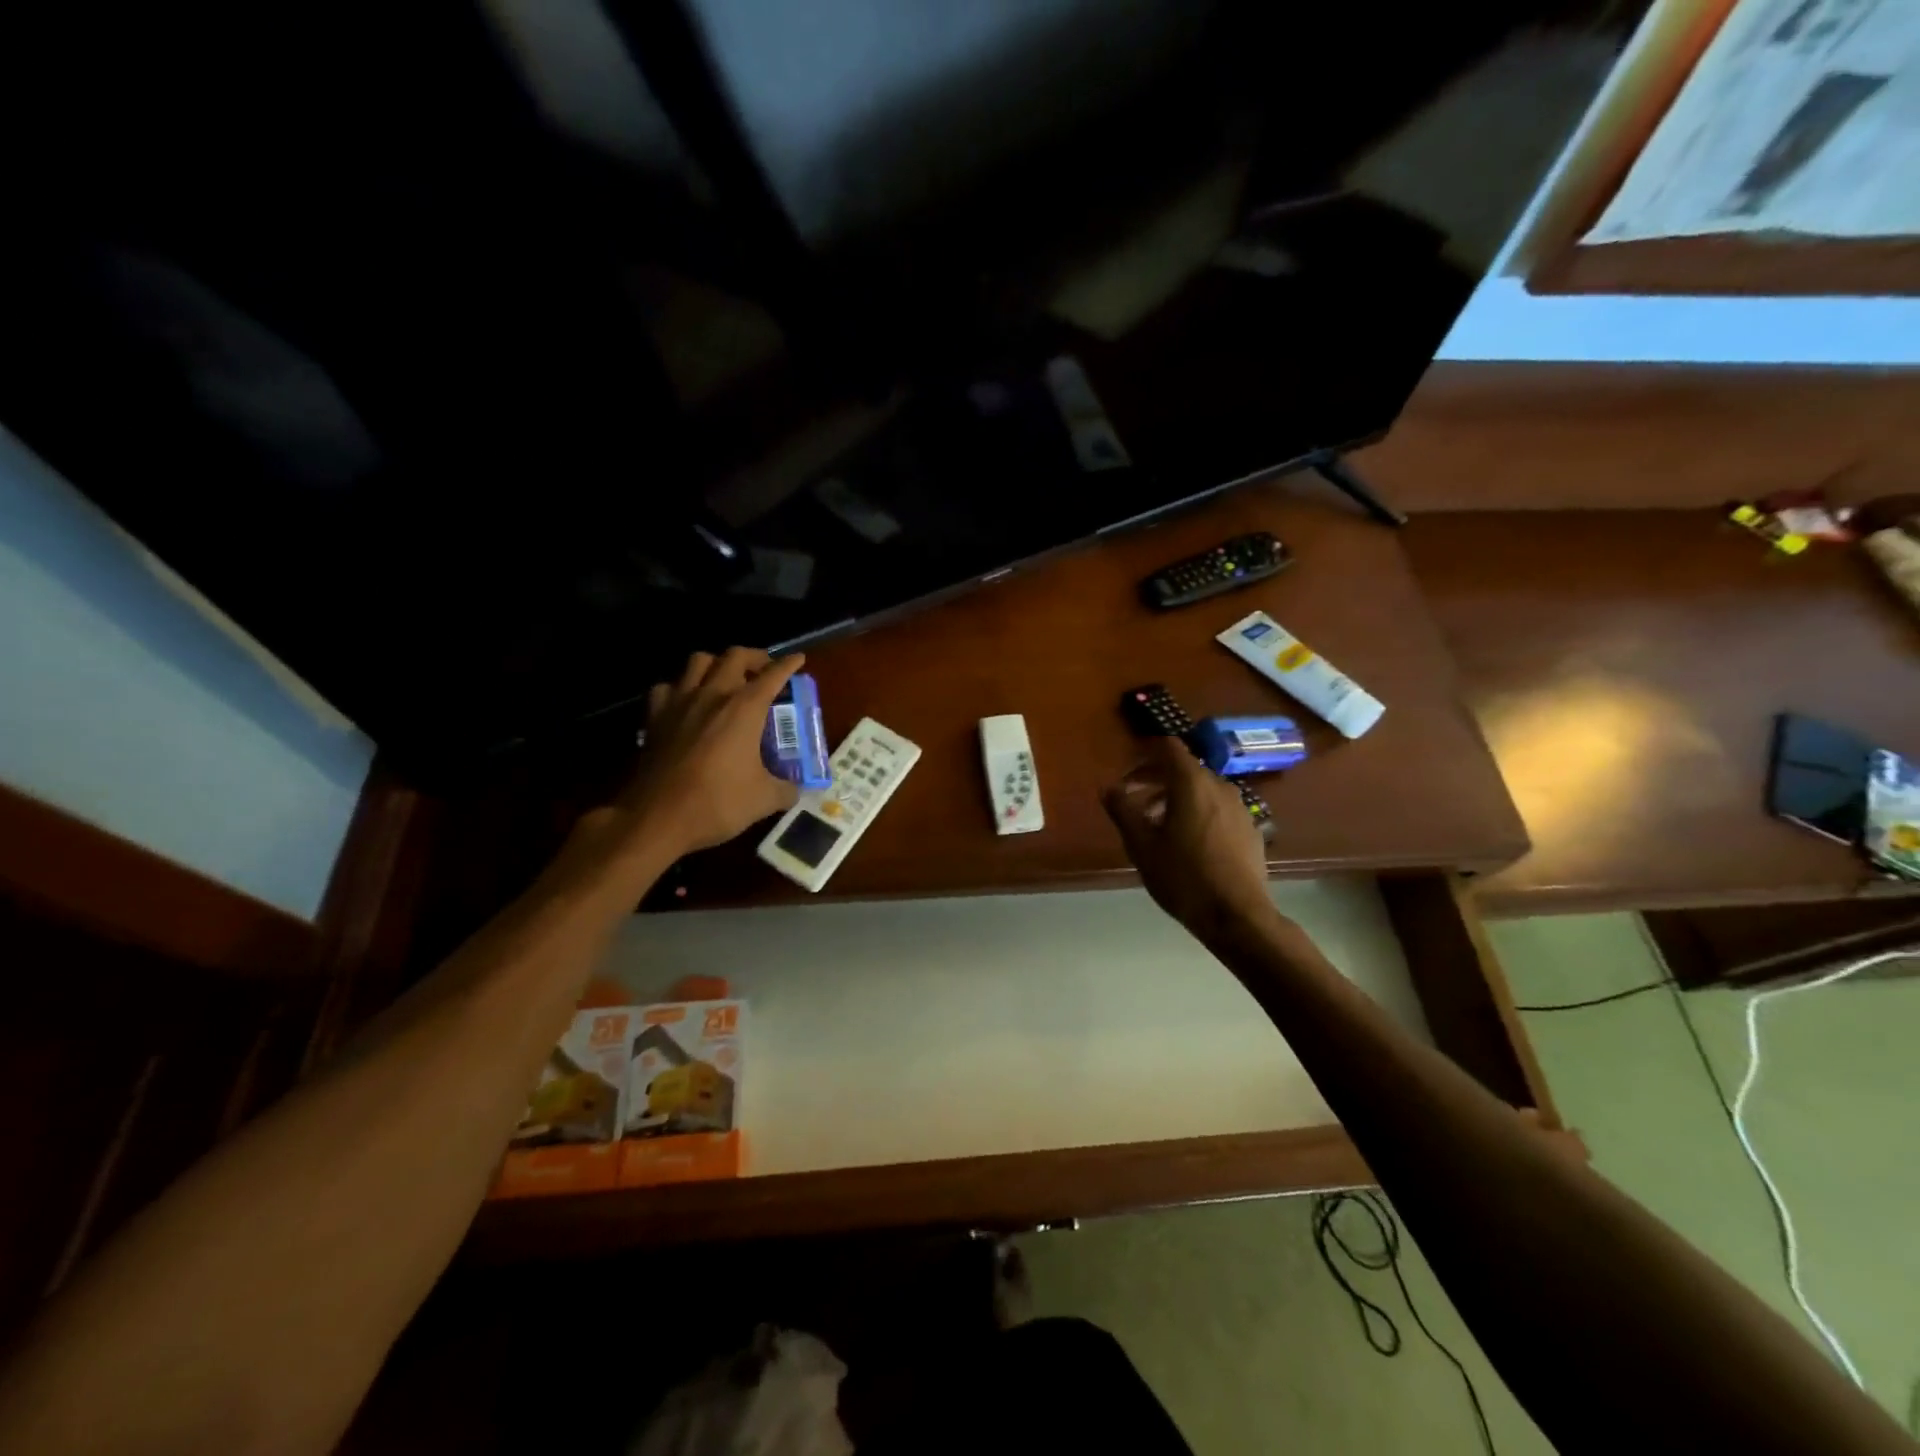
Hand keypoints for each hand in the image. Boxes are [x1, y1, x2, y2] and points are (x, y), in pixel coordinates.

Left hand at [616, 647, 804, 854]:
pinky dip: (680, 687)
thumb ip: (786, 789)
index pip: (773, 675)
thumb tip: (796, 789)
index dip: (788, 665)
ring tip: (725, 679)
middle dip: (754, 657)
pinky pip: (667, 687)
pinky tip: (686, 702)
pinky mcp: (654, 718)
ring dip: (716, 664)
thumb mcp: (764, 800)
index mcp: (745, 708)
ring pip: (698, 661)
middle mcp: (713, 695)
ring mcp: (679, 703)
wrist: (657, 818)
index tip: (798, 660)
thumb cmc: (717, 802)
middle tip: (763, 670)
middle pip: (734, 656)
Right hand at [1102, 737, 1275, 937]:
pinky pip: (1218, 809)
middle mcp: (1220, 786)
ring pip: (1202, 790)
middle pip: (1184, 769)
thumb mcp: (1141, 845)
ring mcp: (1240, 808)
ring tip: (1157, 827)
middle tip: (1134, 804)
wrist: (1237, 916)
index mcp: (1191, 783)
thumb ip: (1122, 810)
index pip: (1169, 748)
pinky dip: (1199, 814)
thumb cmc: (1183, 877)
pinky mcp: (1250, 830)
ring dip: (1177, 799)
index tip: (1127, 775)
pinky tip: (1188, 844)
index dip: (1145, 755)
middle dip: (1156, 781)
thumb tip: (1108, 788)